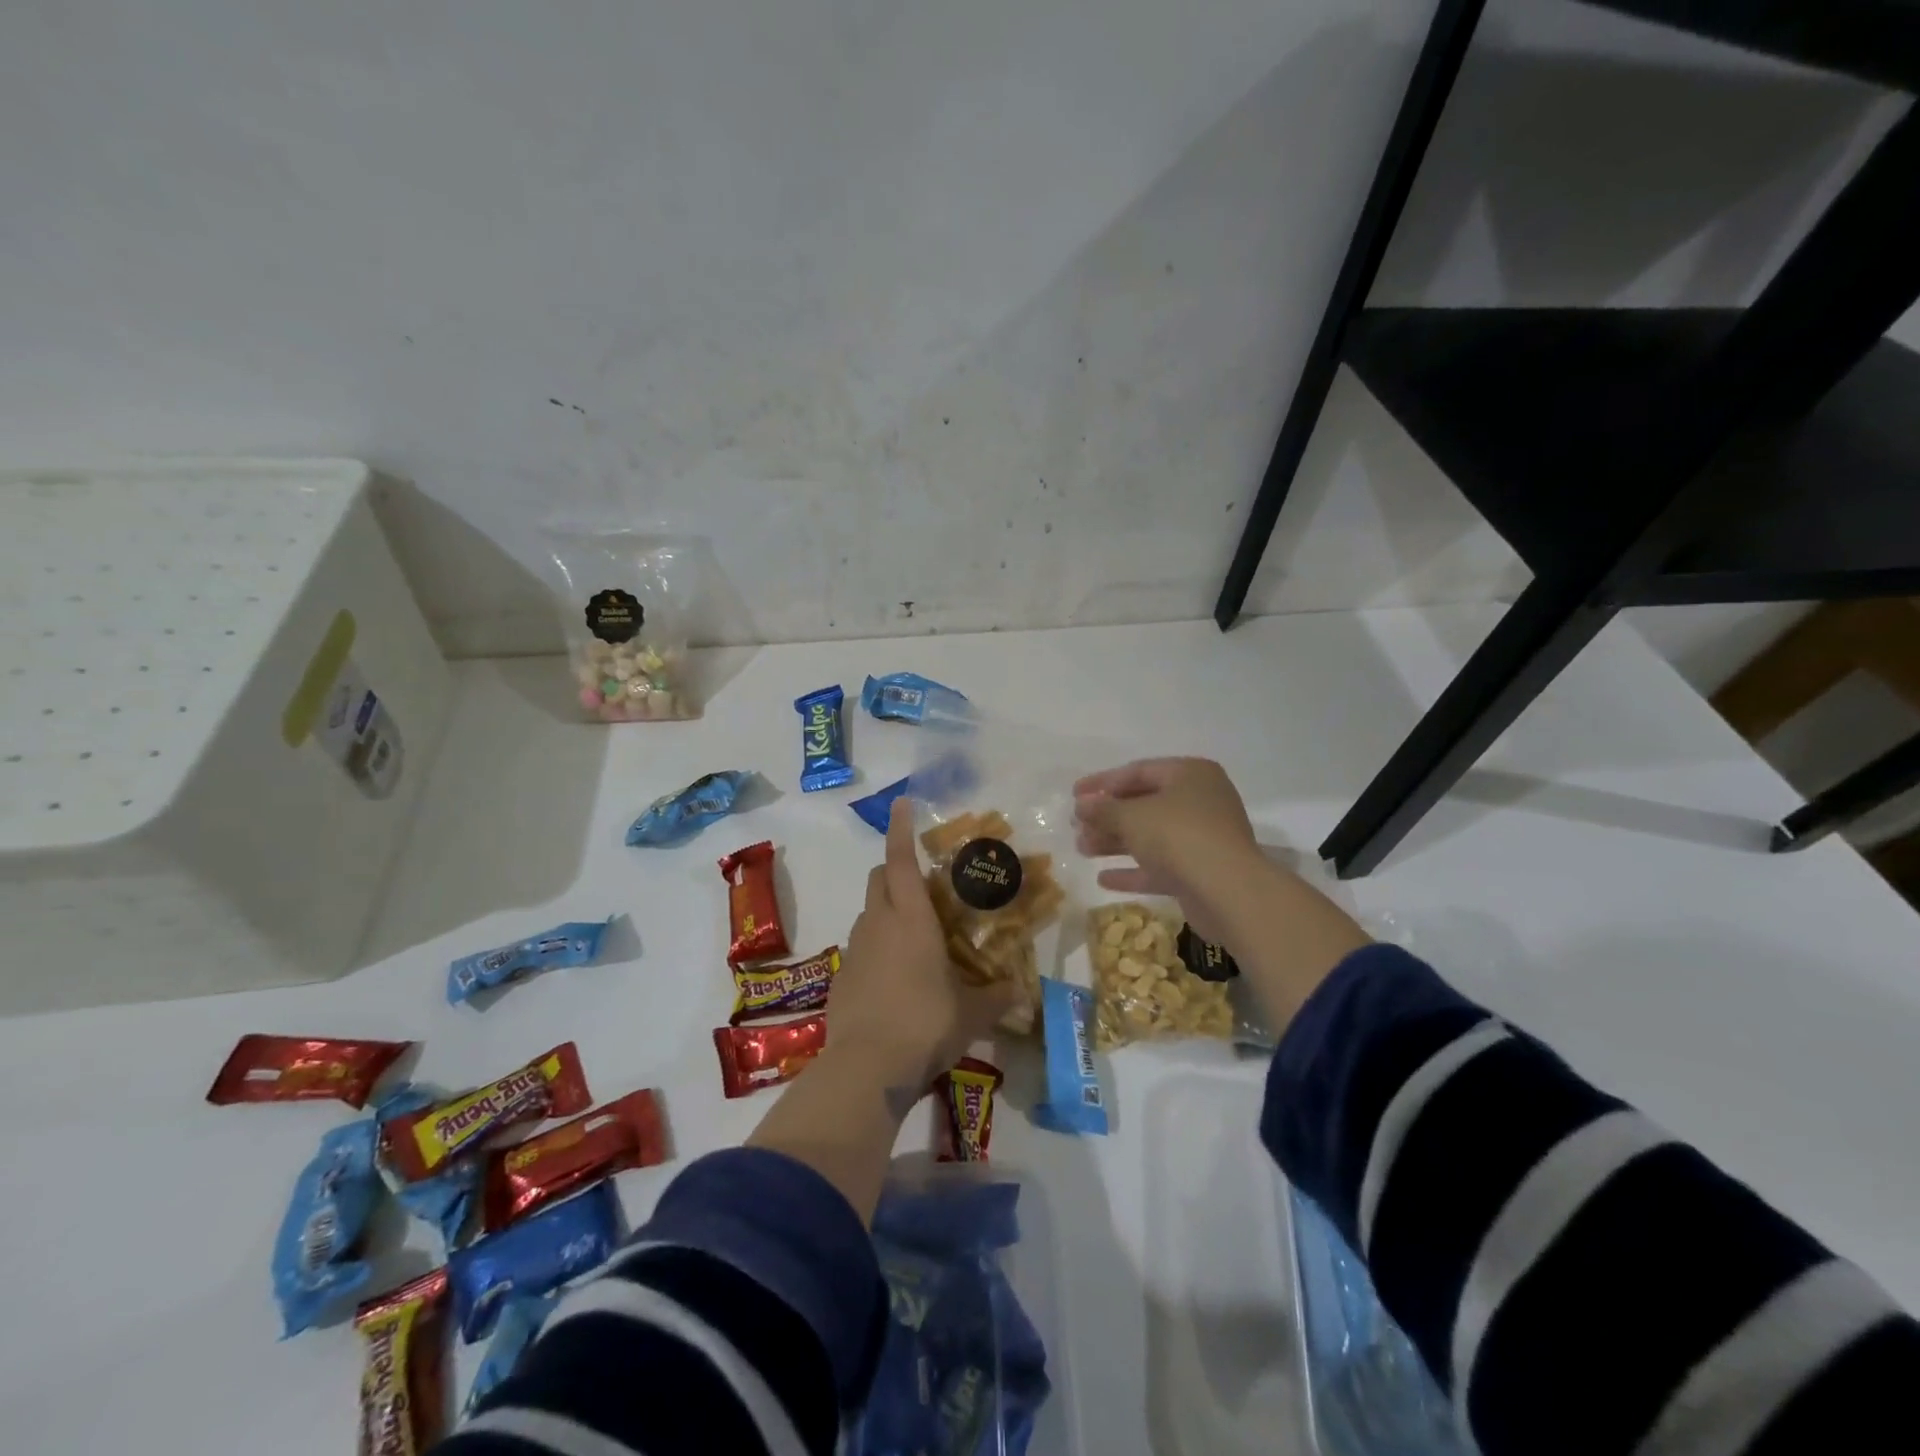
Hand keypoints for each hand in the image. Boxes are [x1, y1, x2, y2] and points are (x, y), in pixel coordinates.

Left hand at [826, 797, 1015, 1094]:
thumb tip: (1018, 992)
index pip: (899, 860)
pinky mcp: (842, 977)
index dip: (901, 829)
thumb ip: (996, 997)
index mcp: (910, 918)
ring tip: (915, 936)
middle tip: (921, 883)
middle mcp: (878, 923)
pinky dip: (876, 947)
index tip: (902, 804)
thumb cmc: (926, 1024)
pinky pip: (861, 947)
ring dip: (886, 910)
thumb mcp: (972, 1013)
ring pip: (868, 912)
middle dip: (894, 870)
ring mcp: (855, 950)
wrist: (866, 1068)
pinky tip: (895, 978)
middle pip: (878, 877)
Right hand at [1073, 758, 1264, 945]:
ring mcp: (1203, 838)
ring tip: (1082, 849)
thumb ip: (1103, 809)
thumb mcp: (1132, 817)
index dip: (1102, 782)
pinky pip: (1161, 866)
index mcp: (1190, 774)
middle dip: (1108, 816)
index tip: (1074, 795)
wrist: (1228, 892)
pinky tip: (1103, 879)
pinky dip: (1134, 870)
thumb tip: (1082, 805)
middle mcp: (1200, 801)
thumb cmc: (1178, 836)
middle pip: (1144, 804)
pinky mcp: (1201, 872)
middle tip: (1076, 826)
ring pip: (1151, 836)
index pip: (1138, 771)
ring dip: (1115, 842)